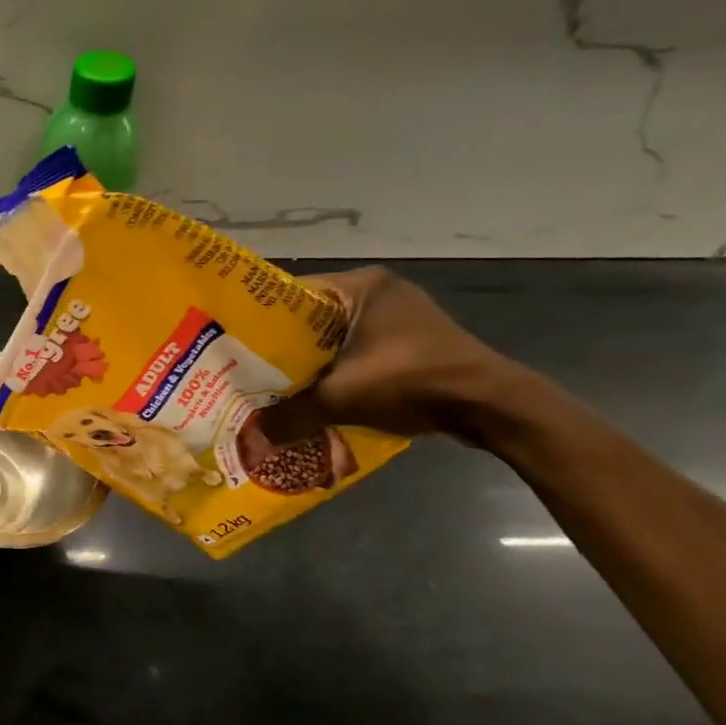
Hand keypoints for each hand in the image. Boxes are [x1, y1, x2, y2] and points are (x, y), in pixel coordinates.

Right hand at [254, 267, 523, 442]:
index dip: (259, 320)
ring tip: (273, 386)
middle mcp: (378, 292)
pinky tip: (315, 395)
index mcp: (361, 285)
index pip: (291, 294)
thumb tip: (251, 439)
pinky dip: (336, 371)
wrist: (493, 406)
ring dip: (310, 362)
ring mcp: (398, 317)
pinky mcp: (411, 342)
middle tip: (246, 370)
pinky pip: (357, 351)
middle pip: (311, 318)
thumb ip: (292, 415)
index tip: (232, 345)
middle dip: (282, 347)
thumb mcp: (342, 397)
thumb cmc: (413, 381)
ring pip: (334, 338)